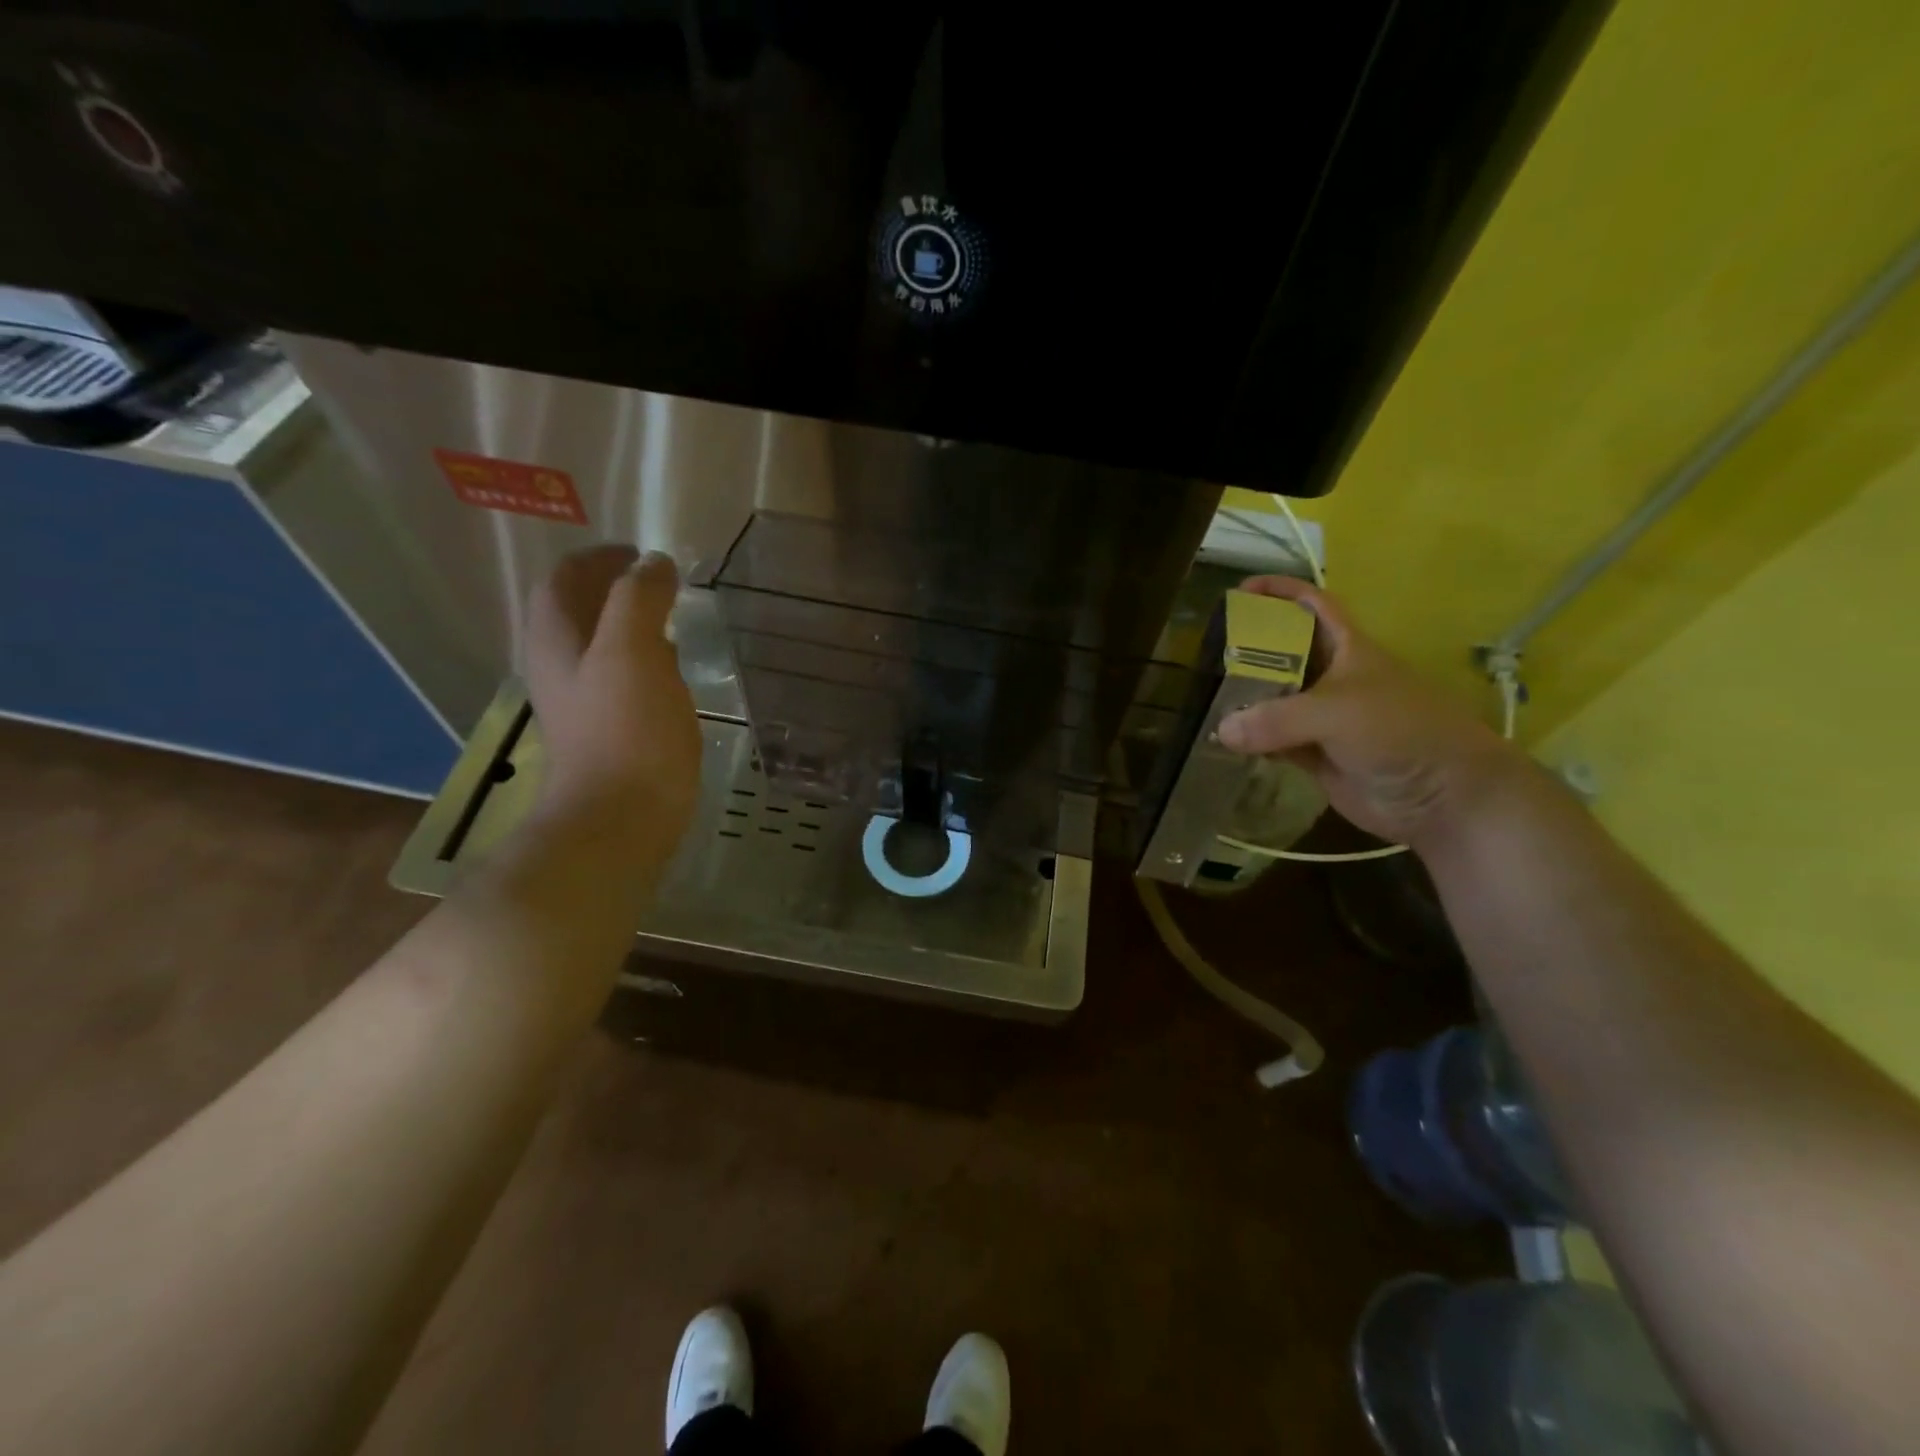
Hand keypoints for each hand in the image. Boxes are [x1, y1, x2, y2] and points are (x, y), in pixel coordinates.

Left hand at [523, 546, 701, 845]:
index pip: (563, 581)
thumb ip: (638, 598)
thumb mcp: (632, 650)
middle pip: (577, 613)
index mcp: (556, 641)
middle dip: (612, 589)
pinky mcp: (610, 733)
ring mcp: (583, 704)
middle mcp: (561, 668)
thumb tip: (651, 564)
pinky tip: (672, 672)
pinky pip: (622, 680)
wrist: (621, 818)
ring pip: (601, 648)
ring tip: (669, 620)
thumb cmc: (626, 729)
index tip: (639, 553)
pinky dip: (644, 662)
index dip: (597, 559)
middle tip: (658, 583)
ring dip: (630, 626)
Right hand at [1216, 575, 1526, 850]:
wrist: (1442, 796)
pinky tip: (1222, 741)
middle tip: (1206, 652)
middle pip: (1283, 653)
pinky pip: (1273, 741)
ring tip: (1203, 695)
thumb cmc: (1400, 732)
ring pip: (1274, 700)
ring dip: (1244, 698)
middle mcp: (1333, 678)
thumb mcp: (1337, 711)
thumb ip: (1276, 719)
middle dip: (1248, 648)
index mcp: (1348, 649)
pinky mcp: (1315, 755)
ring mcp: (1322, 719)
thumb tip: (1222, 731)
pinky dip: (1250, 741)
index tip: (1241, 589)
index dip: (1281, 592)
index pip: (1312, 605)